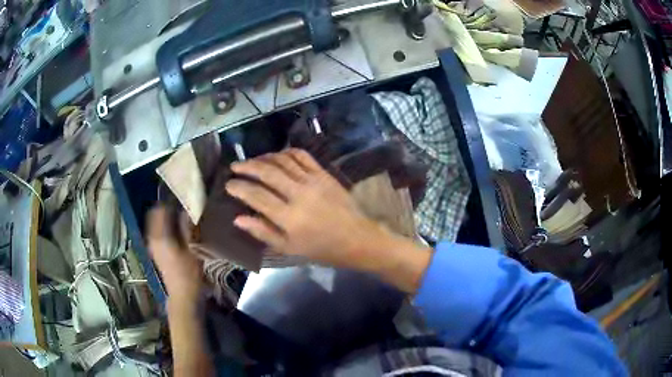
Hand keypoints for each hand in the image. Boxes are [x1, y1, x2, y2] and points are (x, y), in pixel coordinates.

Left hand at [146, 207, 203, 306]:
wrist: (183, 296)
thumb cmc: (189, 273)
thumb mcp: (192, 249)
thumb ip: (187, 227)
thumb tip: (186, 209)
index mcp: (160, 235)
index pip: (160, 209)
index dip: (171, 201)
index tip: (184, 200)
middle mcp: (152, 237)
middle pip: (155, 214)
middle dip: (167, 208)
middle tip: (183, 207)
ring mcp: (152, 245)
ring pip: (155, 222)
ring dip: (166, 217)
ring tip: (182, 218)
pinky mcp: (156, 252)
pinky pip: (157, 231)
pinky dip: (164, 226)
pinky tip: (177, 231)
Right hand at [226, 148, 384, 269]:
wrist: (356, 238)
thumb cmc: (321, 248)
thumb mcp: (289, 248)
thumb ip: (262, 232)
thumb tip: (238, 218)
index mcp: (289, 217)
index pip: (256, 195)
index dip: (239, 187)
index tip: (228, 184)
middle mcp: (299, 194)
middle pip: (267, 172)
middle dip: (247, 166)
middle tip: (235, 166)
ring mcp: (313, 180)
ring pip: (283, 161)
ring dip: (264, 157)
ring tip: (252, 160)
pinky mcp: (324, 173)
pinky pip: (302, 156)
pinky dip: (286, 152)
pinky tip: (277, 156)